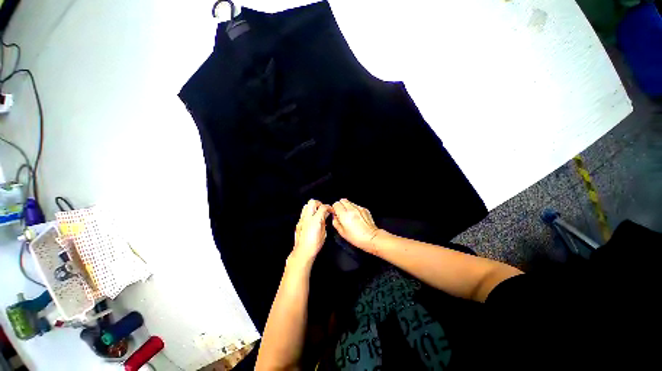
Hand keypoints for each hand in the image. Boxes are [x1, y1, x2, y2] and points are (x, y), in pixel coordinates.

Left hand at [292, 199, 330, 263]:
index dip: (329, 207)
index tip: (331, 210)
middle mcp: (307, 218)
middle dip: (319, 203)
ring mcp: (302, 219)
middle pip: (312, 202)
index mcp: (315, 220)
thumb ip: (324, 222)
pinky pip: (303, 213)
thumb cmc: (314, 245)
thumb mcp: (324, 233)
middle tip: (323, 209)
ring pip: (306, 206)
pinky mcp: (298, 223)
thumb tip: (325, 216)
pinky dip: (308, 213)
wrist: (303, 251)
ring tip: (317, 212)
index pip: (323, 207)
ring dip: (312, 207)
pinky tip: (312, 219)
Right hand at [331, 199, 379, 252]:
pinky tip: (357, 218)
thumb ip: (336, 222)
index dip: (335, 209)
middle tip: (342, 214)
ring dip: (348, 207)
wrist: (371, 238)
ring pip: (350, 202)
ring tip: (350, 217)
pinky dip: (355, 209)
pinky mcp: (365, 209)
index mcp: (344, 214)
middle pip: (342, 200)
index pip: (336, 204)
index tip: (336, 214)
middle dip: (341, 206)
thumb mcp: (342, 232)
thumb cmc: (357, 238)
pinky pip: (357, 206)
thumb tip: (335, 217)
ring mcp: (359, 208)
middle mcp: (352, 209)